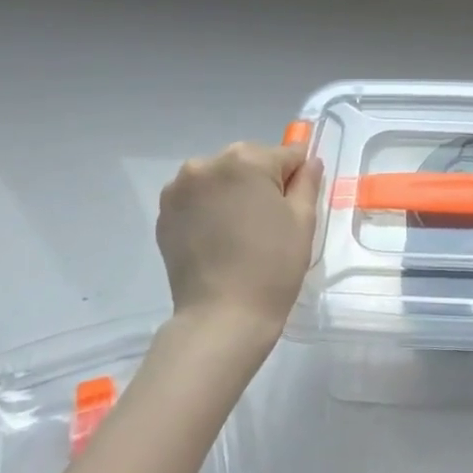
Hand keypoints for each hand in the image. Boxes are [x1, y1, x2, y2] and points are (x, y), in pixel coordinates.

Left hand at [156, 141, 323, 344]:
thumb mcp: (303, 220)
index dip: (297, 179)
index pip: (285, 155)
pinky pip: (198, 198)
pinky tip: (219, 239)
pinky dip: (210, 209)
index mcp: (245, 160)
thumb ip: (308, 181)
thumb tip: (308, 162)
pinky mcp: (164, 213)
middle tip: (269, 223)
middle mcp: (206, 164)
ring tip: (241, 232)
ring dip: (233, 194)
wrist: (222, 317)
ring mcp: (179, 189)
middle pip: (249, 162)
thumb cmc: (273, 265)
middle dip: (262, 183)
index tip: (295, 207)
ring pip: (221, 178)